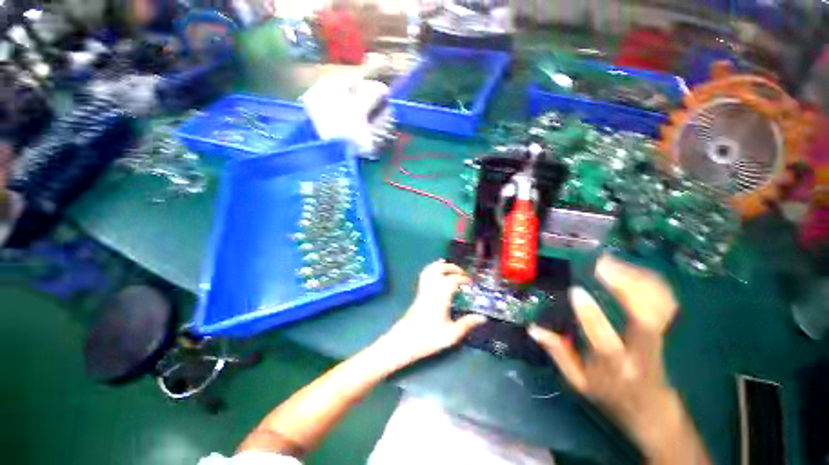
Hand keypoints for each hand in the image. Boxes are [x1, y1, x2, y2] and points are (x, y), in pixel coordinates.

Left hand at [380, 260, 486, 366]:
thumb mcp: (451, 334)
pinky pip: (425, 274)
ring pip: (431, 269)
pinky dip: (432, 268)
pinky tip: (437, 270)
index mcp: (440, 297)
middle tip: (464, 275)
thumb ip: (467, 324)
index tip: (471, 283)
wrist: (405, 340)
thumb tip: (482, 317)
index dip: (463, 279)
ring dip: (443, 266)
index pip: (453, 280)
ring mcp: (423, 289)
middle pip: (441, 269)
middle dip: (454, 268)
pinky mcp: (419, 291)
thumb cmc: (428, 338)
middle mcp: (431, 289)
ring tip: (453, 269)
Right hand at [528, 254, 684, 458]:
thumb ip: (557, 353)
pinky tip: (633, 269)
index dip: (589, 314)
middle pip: (643, 317)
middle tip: (600, 264)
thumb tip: (533, 328)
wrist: (653, 412)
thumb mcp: (578, 382)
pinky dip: (651, 282)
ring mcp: (660, 340)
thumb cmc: (611, 396)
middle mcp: (641, 351)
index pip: (603, 339)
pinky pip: (666, 301)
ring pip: (658, 305)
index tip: (576, 291)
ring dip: (637, 279)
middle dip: (624, 287)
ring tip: (610, 262)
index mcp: (614, 365)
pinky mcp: (668, 331)